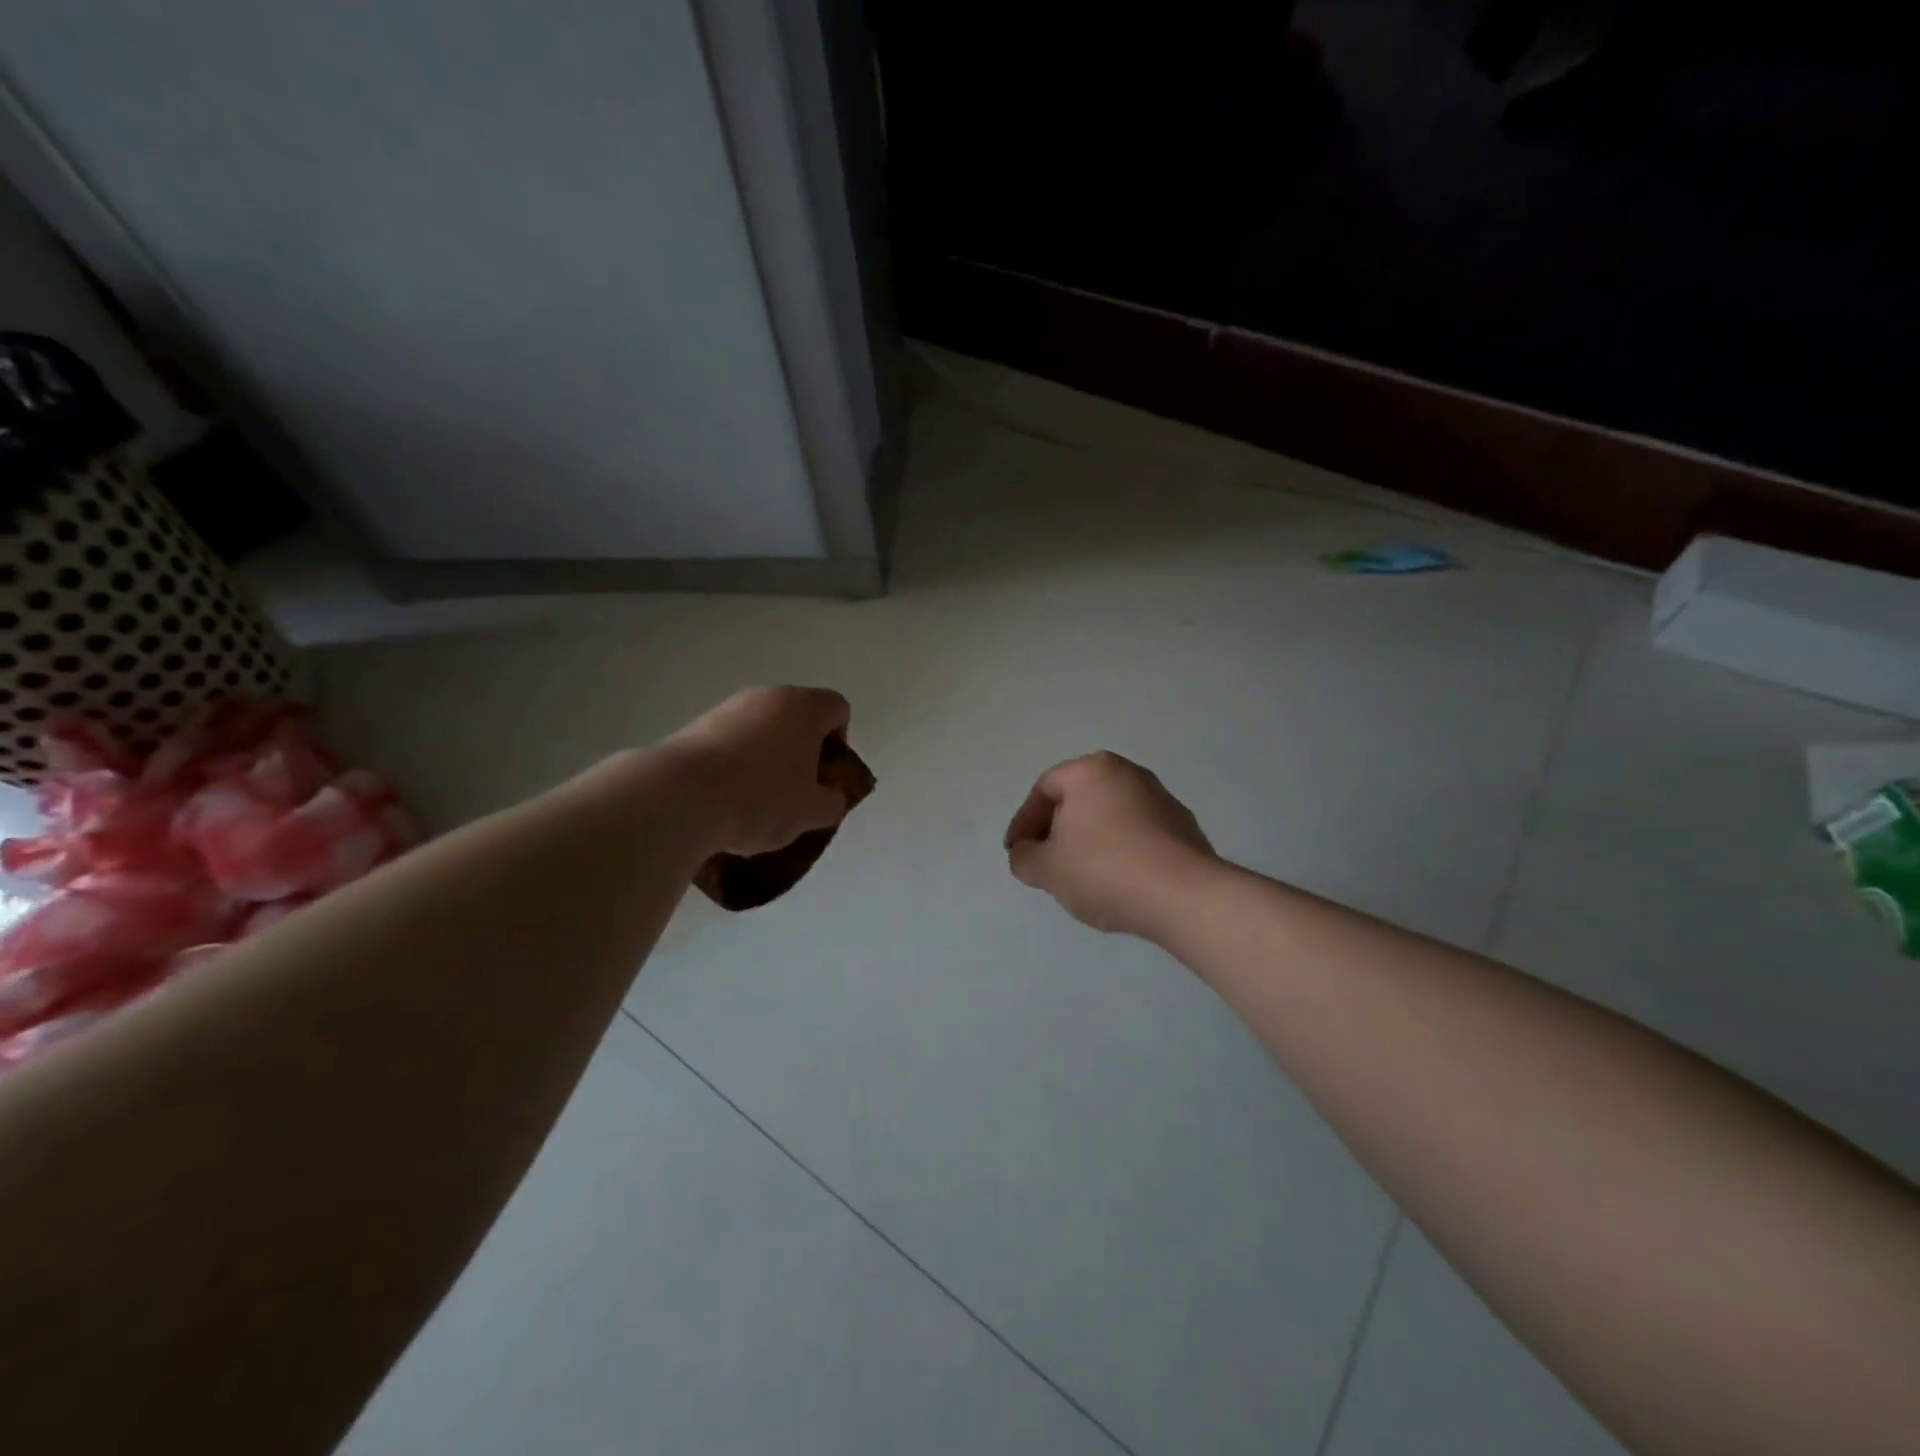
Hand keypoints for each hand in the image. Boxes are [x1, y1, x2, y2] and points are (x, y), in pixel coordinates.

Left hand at [658, 686, 852, 856]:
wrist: (679, 798)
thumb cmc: (761, 799)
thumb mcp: (812, 812)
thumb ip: (833, 801)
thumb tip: (829, 796)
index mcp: (804, 707)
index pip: (838, 709)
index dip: (840, 741)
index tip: (825, 774)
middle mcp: (767, 696)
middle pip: (797, 717)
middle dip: (802, 751)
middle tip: (796, 790)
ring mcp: (727, 708)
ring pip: (761, 729)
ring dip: (766, 757)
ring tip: (756, 801)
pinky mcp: (695, 726)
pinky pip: (729, 742)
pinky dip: (734, 764)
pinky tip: (725, 799)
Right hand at [1004, 752, 1217, 938]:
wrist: (1184, 896)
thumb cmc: (1104, 870)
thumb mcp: (1047, 869)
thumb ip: (1024, 858)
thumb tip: (1025, 853)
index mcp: (1091, 771)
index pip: (1044, 789)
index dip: (1023, 822)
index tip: (1017, 853)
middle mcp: (1128, 773)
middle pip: (1079, 798)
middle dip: (1057, 829)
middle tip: (1045, 862)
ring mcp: (1161, 798)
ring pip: (1110, 816)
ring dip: (1089, 841)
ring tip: (1081, 876)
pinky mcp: (1184, 827)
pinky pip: (1137, 833)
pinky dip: (1120, 850)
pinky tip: (1117, 881)